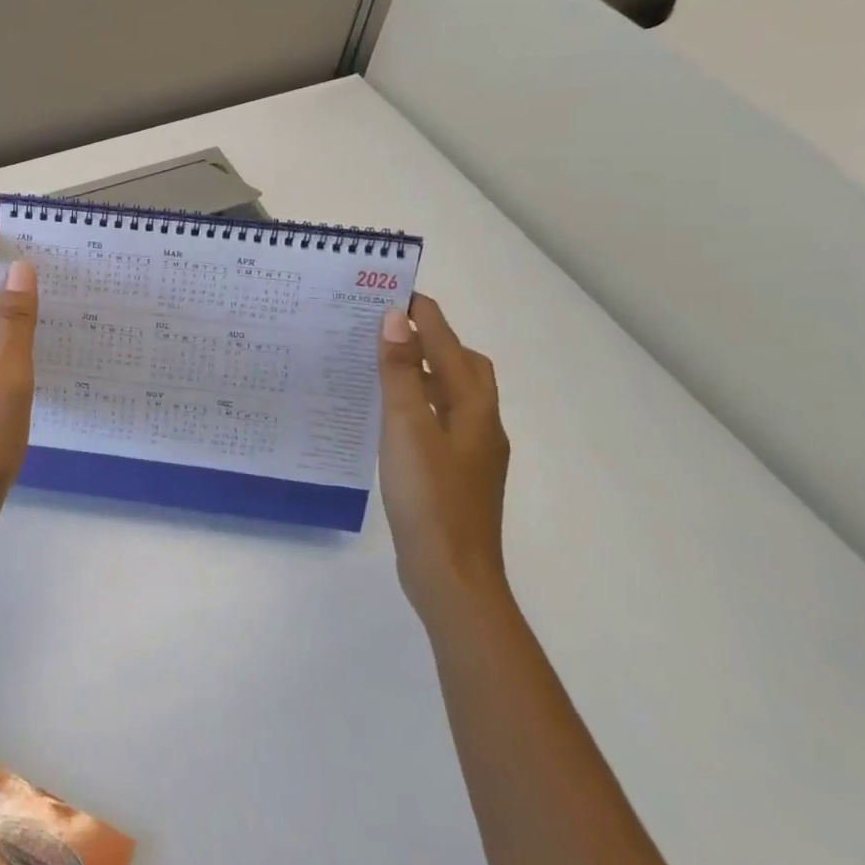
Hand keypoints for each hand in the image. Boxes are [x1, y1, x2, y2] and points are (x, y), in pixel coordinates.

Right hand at [375, 294, 511, 619]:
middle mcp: (481, 424)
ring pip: (452, 395)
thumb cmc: (429, 497)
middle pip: (464, 366)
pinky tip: (389, 414)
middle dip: (433, 339)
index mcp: (474, 408)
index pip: (448, 345)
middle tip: (390, 326)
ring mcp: (472, 452)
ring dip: (425, 370)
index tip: (395, 289)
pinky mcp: (457, 474)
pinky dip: (419, 402)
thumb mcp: (407, 427)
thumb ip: (400, 372)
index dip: (425, 315)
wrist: (452, 575)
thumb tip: (394, 319)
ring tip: (383, 362)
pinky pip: (440, 419)